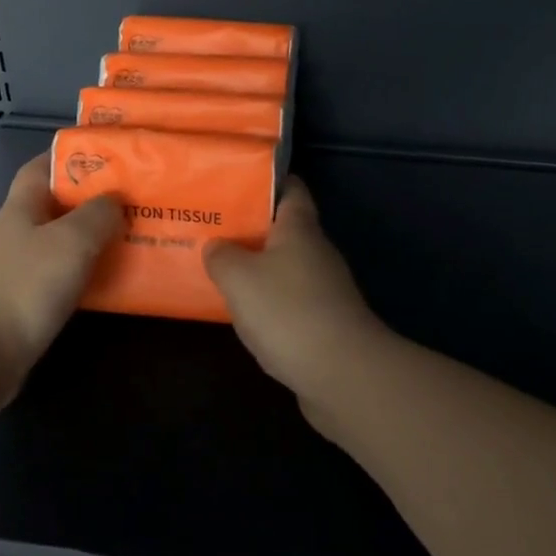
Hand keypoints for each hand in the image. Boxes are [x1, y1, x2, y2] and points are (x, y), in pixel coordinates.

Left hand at [0, 154, 121, 389]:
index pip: (41, 167)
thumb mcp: (72, 240)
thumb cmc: (27, 285)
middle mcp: (17, 232)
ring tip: (131, 237)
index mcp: (21, 207)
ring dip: (92, 238)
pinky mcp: (24, 300)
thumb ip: (98, 214)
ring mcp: (18, 267)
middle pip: (56, 205)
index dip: (69, 157)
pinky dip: (85, 271)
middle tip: (133, 201)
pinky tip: (110, 278)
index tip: (107, 158)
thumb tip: (114, 201)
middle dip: (91, 200)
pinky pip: (61, 274)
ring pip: (61, 242)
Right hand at [203, 178, 388, 427]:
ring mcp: (325, 290)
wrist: (342, 373)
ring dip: (257, 269)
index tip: (235, 182)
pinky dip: (267, 303)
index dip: (266, 181)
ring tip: (218, 269)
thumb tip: (217, 245)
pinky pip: (289, 302)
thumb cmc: (287, 310)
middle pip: (284, 230)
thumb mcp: (238, 277)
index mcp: (300, 229)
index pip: (291, 188)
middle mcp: (317, 253)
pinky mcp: (324, 323)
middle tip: (212, 229)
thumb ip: (222, 255)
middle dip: (251, 229)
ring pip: (285, 268)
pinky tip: (242, 313)